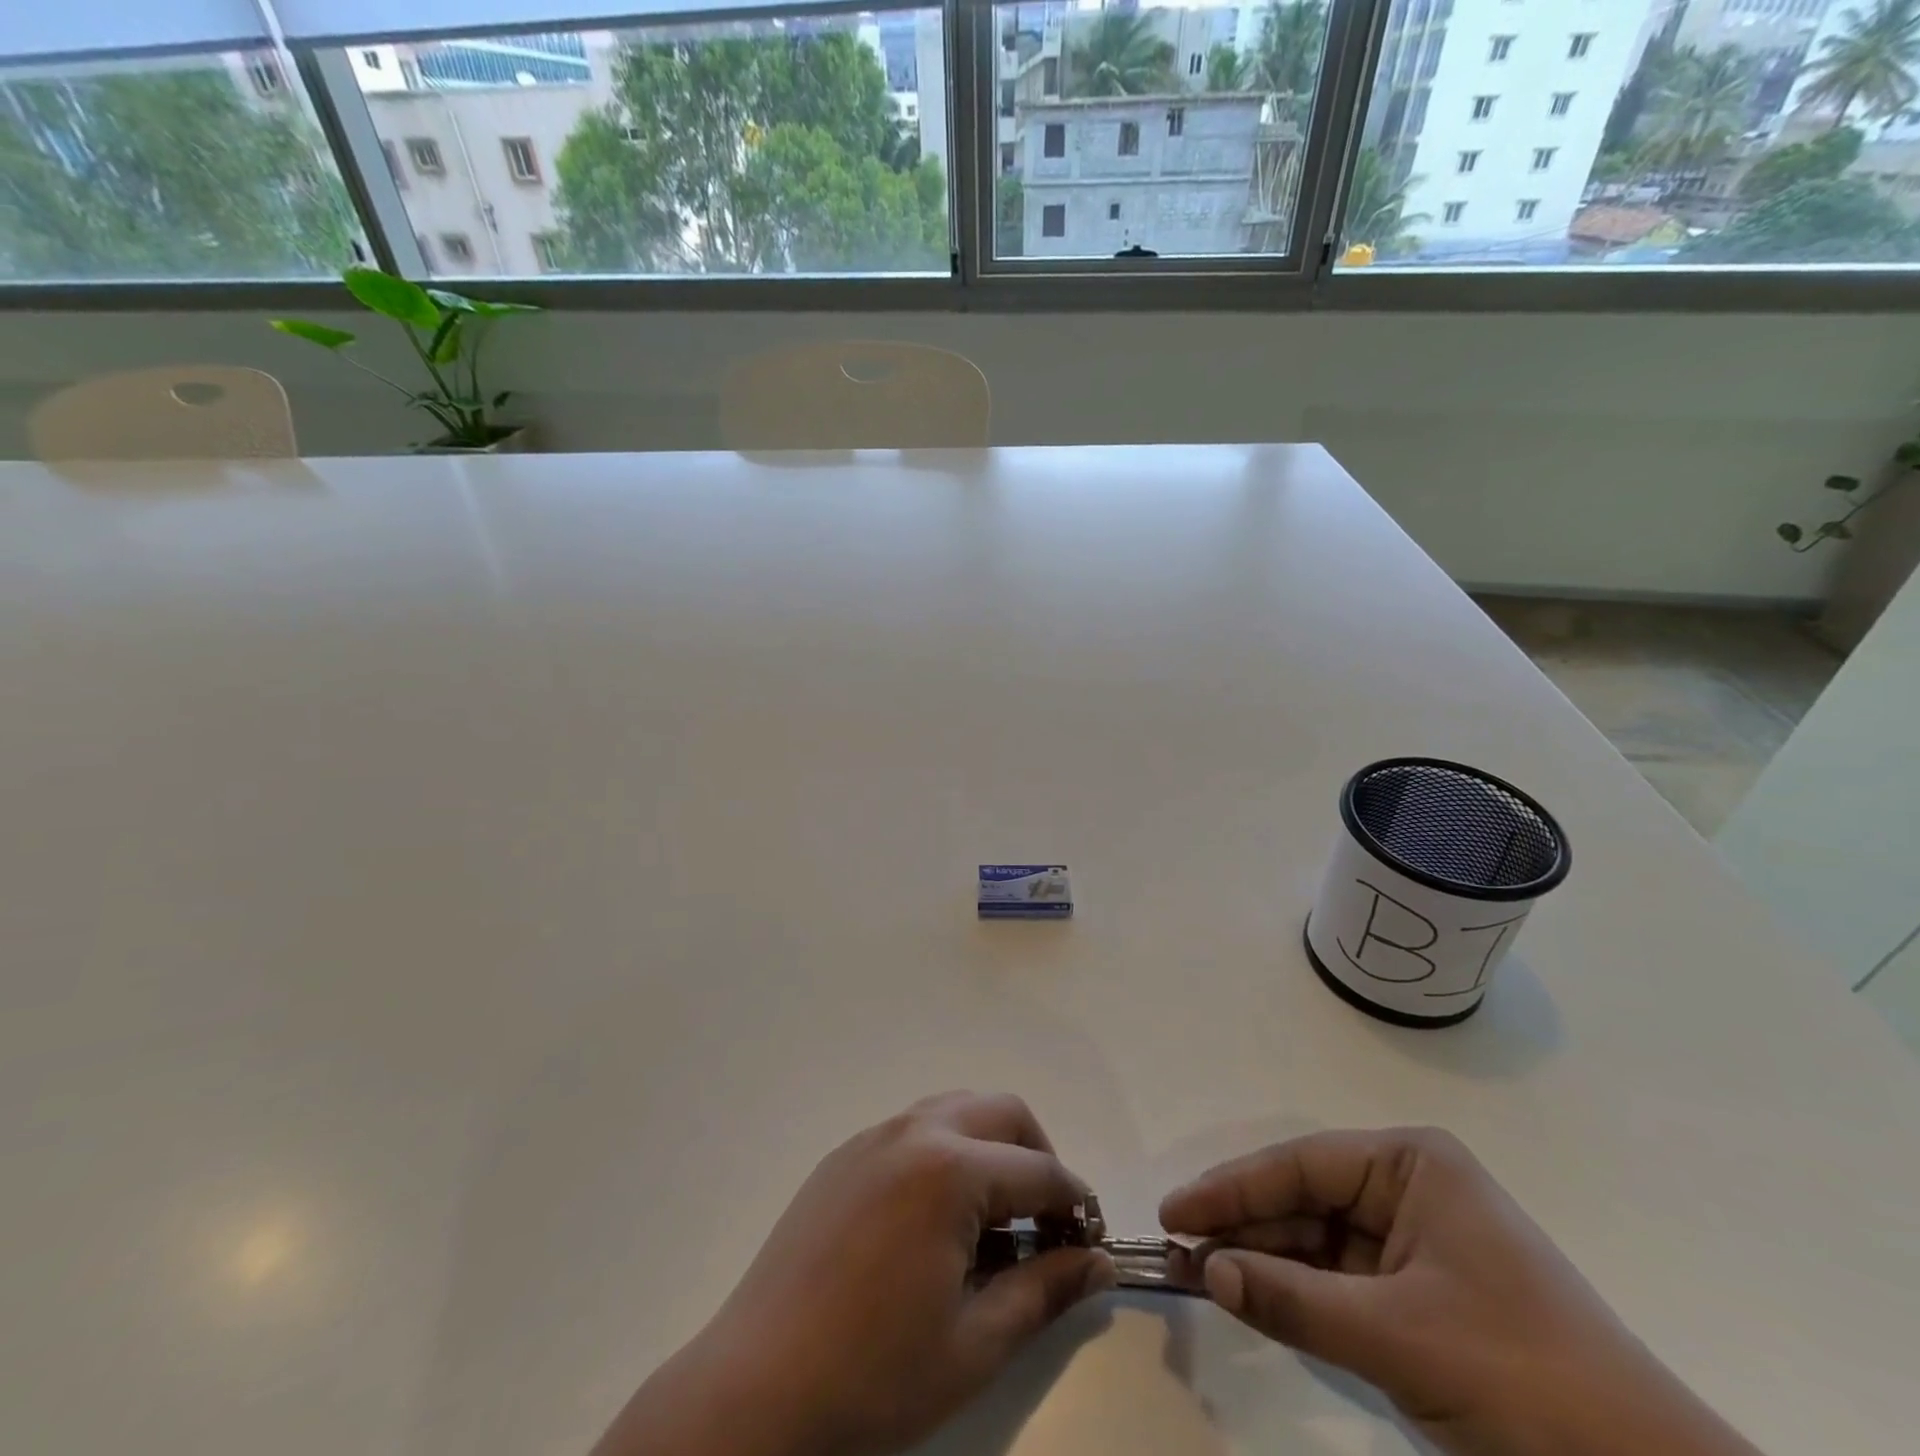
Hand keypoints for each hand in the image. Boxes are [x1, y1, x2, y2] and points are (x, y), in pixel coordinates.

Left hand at [595, 1092, 1113, 1455]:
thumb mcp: (974, 1344)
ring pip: (955, 1109)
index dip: (1077, 1204)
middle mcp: (914, 1132)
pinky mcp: (843, 1155)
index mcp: (950, 1170)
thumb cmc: (873, 1377)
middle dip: (1037, 1155)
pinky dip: (945, 1151)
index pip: (1039, 1172)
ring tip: (995, 1215)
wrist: (755, 1389)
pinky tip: (935, 1216)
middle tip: (1047, 1219)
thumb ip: (1045, 1291)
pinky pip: (912, 1129)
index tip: (1093, 1239)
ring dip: (990, 1145)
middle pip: (1001, 1111)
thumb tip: (1097, 1262)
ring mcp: (873, 1137)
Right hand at [1160, 1128, 1762, 1455]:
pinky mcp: (1425, 1297)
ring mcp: (1418, 1243)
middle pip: (1305, 1200)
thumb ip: (1293, 1300)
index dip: (1232, 1189)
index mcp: (1412, 1164)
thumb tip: (1206, 1271)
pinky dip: (1299, 1294)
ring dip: (1266, 1262)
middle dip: (1245, 1228)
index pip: (1301, 1166)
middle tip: (1180, 1251)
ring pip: (1319, 1242)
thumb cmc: (1524, 1380)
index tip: (1174, 1213)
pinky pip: (1343, 1282)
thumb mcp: (1398, 1337)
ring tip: (1204, 1276)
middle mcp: (1411, 1188)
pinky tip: (1256, 1300)